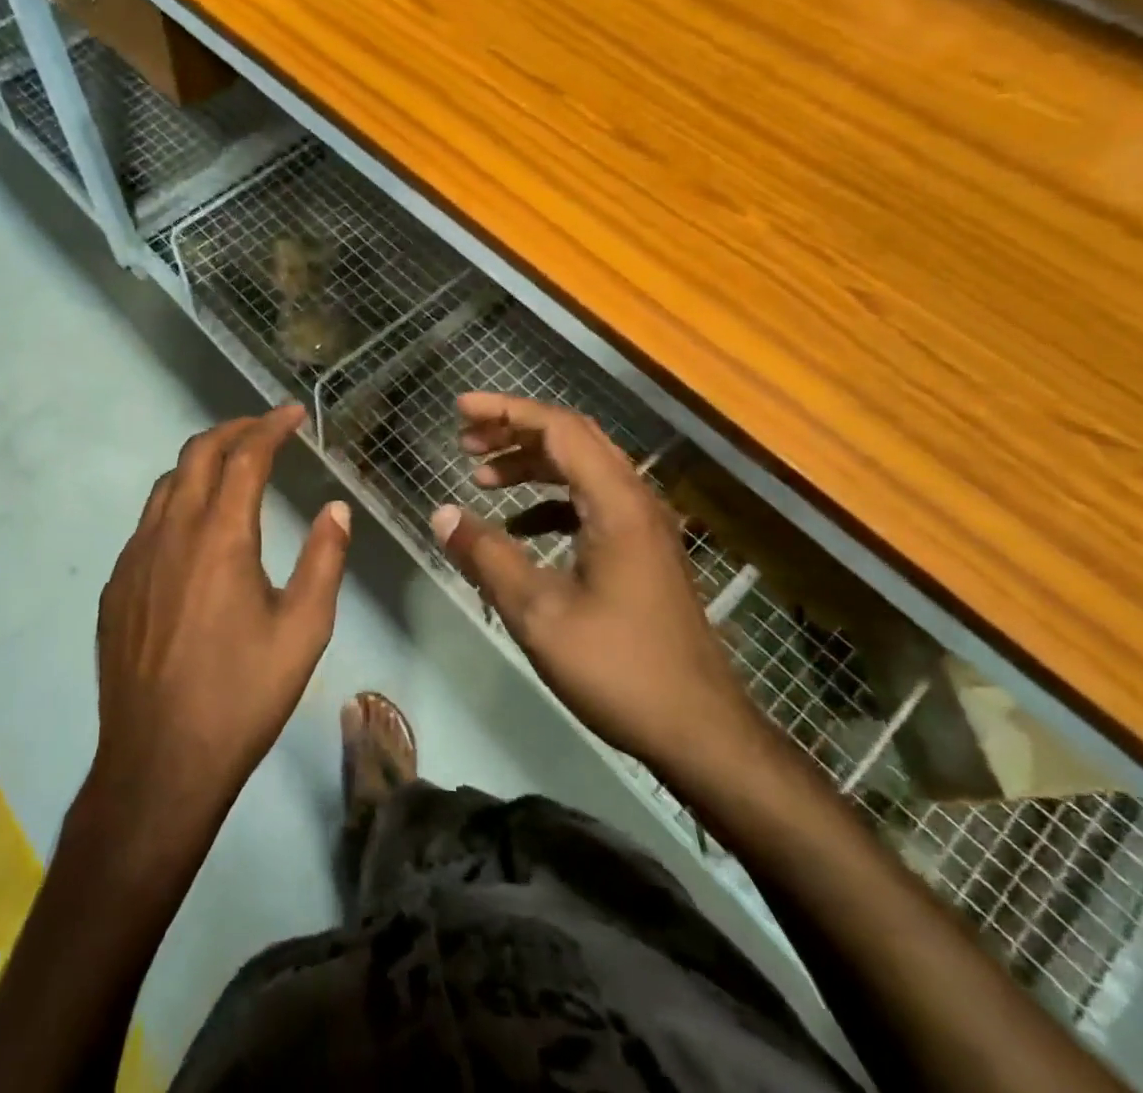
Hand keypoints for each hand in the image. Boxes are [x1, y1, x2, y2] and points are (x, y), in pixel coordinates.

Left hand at [89, 403, 351, 832]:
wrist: (159, 762)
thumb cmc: (242, 696)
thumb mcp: (303, 630)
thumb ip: (323, 560)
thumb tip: (335, 509)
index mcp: (220, 537)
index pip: (245, 457)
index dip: (270, 427)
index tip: (293, 414)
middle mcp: (170, 533)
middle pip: (197, 454)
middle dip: (233, 430)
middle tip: (264, 429)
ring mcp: (135, 559)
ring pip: (166, 485)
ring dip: (200, 463)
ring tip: (231, 469)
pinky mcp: (116, 587)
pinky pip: (147, 523)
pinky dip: (177, 503)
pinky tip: (194, 533)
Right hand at [432, 393, 761, 773]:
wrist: (700, 731)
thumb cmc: (619, 668)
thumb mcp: (538, 613)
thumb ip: (487, 556)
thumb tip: (442, 514)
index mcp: (616, 503)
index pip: (559, 429)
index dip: (506, 412)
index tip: (459, 410)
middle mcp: (635, 502)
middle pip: (573, 440)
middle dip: (515, 431)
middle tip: (465, 439)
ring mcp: (643, 527)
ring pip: (582, 470)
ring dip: (531, 464)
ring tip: (482, 476)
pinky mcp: (642, 552)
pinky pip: (590, 503)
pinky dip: (549, 500)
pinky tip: (519, 525)